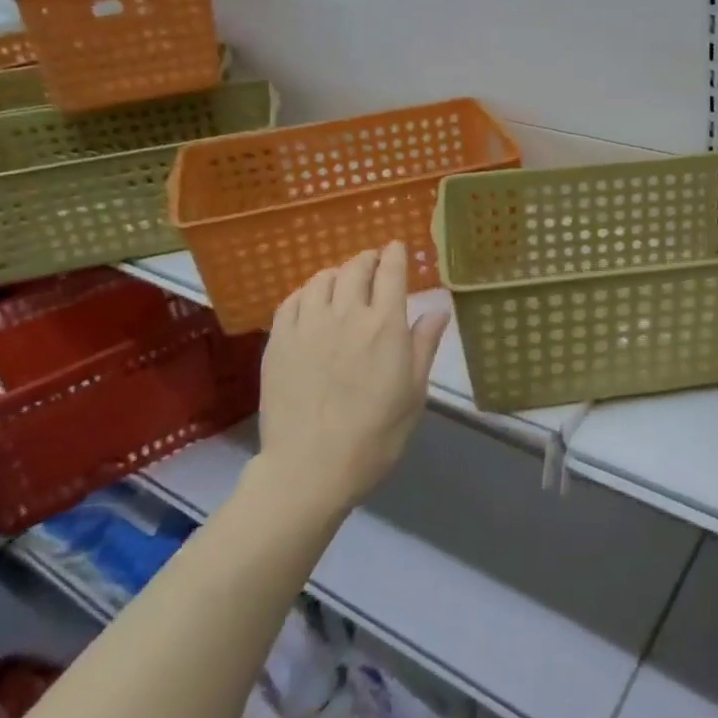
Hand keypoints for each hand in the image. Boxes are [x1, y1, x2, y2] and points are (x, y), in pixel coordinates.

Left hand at [254, 241, 449, 508]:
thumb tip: (439, 310)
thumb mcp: (413, 393)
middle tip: (373, 264)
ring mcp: (308, 325)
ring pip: (322, 279)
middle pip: (356, 268)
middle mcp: (346, 314)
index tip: (397, 248)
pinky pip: (291, 300)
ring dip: (337, 273)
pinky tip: (311, 302)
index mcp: (385, 325)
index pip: (391, 272)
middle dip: (368, 259)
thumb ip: (424, 345)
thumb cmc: (375, 435)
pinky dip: (306, 292)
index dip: (395, 254)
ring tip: (343, 281)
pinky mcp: (279, 342)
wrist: (310, 468)